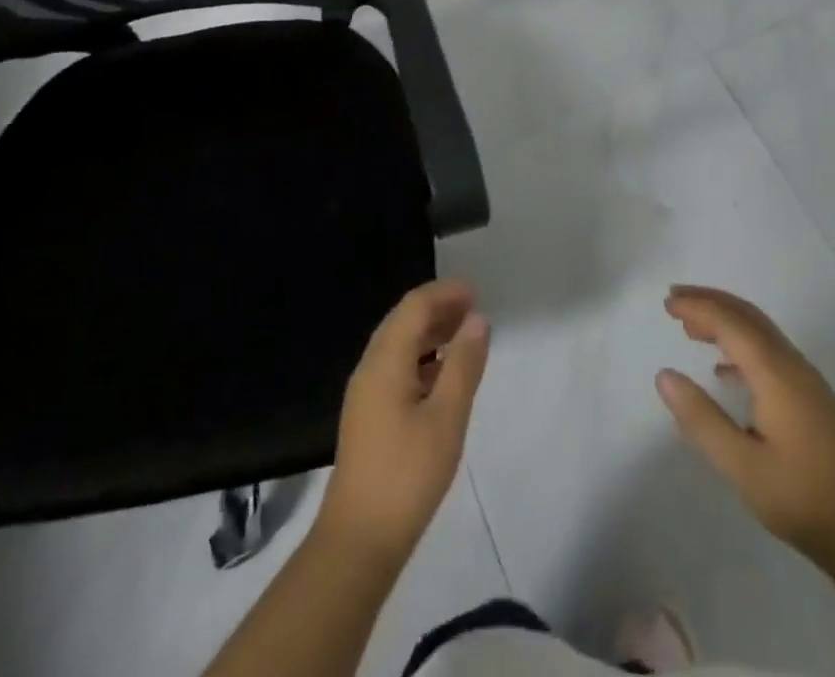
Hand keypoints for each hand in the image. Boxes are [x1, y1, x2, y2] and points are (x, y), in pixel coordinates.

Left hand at [318, 279, 490, 565]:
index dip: (445, 294)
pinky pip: (396, 368)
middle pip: (403, 321)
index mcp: (385, 361)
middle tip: (474, 310)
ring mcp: (365, 394)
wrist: (358, 542)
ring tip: (465, 337)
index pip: (414, 306)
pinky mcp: (368, 416)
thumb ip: (463, 364)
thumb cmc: (407, 474)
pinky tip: (443, 376)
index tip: (476, 292)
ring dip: (430, 333)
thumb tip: (477, 320)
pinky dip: (422, 358)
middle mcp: (370, 368)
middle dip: (438, 309)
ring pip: (398, 345)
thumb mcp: (446, 417)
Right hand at [656, 285, 834, 564]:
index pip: (730, 322)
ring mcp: (805, 380)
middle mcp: (792, 364)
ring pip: (760, 331)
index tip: (667, 303)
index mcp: (775, 372)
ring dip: (725, 321)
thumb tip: (664, 375)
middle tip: (675, 299)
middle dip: (711, 301)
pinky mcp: (810, 398)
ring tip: (691, 328)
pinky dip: (740, 344)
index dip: (697, 307)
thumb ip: (701, 418)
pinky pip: (769, 351)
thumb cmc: (800, 498)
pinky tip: (724, 371)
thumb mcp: (741, 466)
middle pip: (747, 316)